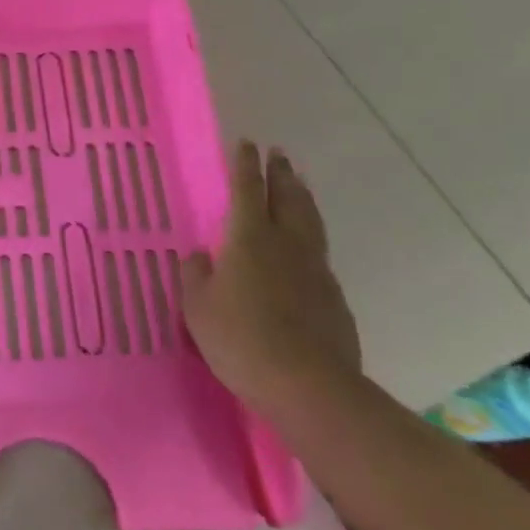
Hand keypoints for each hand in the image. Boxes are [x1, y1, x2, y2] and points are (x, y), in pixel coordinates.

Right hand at [182, 141, 360, 413]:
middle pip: (287, 198)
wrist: (307, 385)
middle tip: (279, 154)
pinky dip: (311, 238)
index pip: (247, 190)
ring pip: (310, 222)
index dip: (245, 166)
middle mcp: (286, 244)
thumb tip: (199, 255)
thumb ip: (196, 275)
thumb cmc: (240, 339)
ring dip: (302, 198)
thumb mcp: (197, 307)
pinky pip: (319, 254)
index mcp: (249, 238)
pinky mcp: (333, 297)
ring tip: (298, 184)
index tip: (247, 143)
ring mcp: (315, 269)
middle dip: (281, 174)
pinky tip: (306, 248)